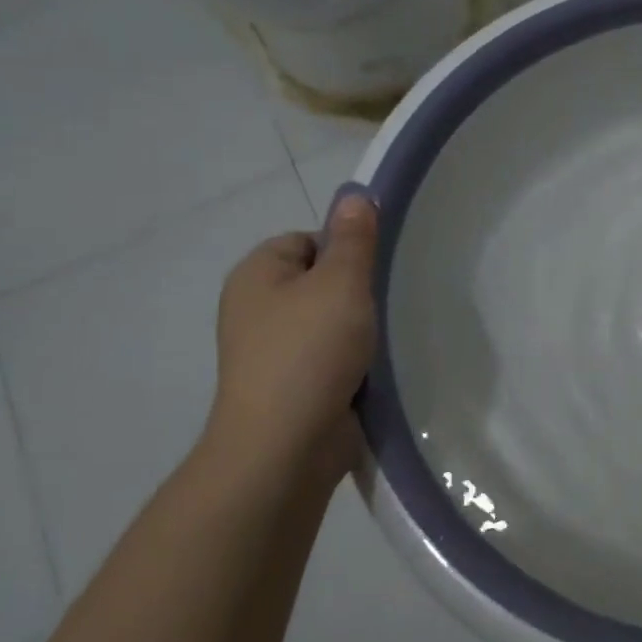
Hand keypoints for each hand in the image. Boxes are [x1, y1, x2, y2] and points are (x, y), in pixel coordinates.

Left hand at [206, 188, 378, 473]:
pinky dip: (352, 362)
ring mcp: (271, 352)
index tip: (374, 273)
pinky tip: (374, 370)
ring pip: (328, 322)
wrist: (284, 445)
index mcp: (257, 274)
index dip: (345, 250)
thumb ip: (354, 239)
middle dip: (355, 292)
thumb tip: (355, 195)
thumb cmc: (310, 351)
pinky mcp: (290, 387)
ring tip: (384, 339)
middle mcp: (256, 308)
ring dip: (358, 330)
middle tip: (385, 304)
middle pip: (319, 281)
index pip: (307, 240)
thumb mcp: (341, 283)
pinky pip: (329, 358)